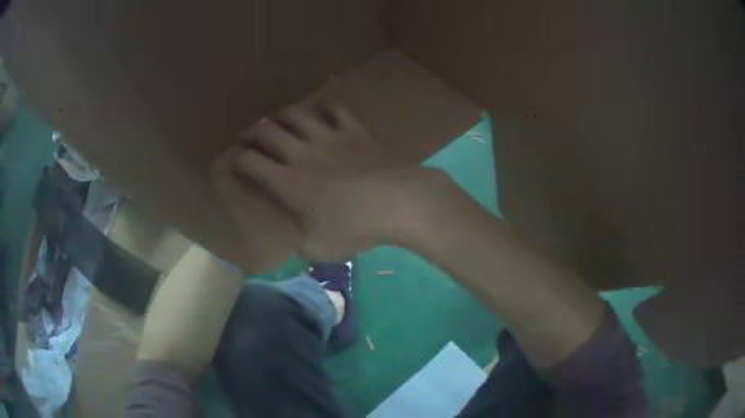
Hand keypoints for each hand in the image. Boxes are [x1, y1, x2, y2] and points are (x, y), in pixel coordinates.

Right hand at [230, 102, 447, 261]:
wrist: (398, 201)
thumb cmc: (356, 228)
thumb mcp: (321, 250)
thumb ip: (303, 246)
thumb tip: (300, 244)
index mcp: (288, 182)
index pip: (250, 163)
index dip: (237, 160)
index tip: (233, 160)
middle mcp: (302, 153)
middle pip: (267, 131)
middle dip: (252, 132)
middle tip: (249, 138)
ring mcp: (329, 137)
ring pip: (296, 114)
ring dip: (282, 115)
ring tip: (278, 121)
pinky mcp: (354, 131)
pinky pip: (335, 110)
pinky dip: (326, 108)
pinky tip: (323, 112)